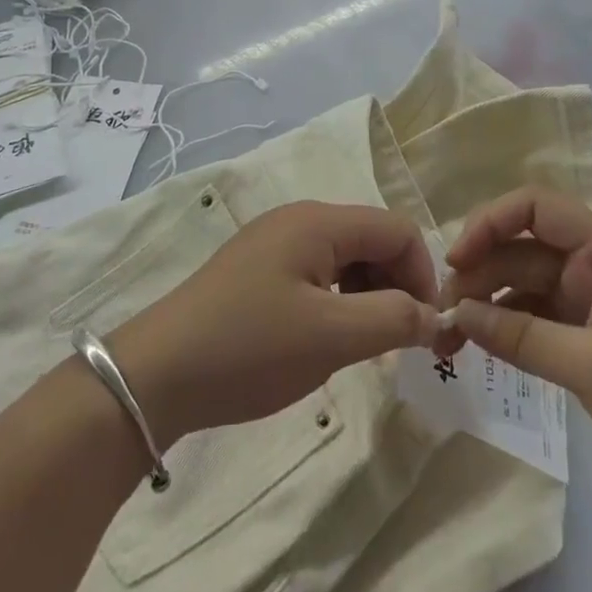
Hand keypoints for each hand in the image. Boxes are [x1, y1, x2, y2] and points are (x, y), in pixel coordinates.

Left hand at [111, 202, 440, 447]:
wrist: (158, 373)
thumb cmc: (251, 348)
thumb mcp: (332, 336)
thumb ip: (393, 319)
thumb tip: (433, 315)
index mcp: (318, 221)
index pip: (398, 229)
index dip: (422, 276)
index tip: (423, 330)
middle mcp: (298, 218)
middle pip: (372, 239)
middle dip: (396, 286)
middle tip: (396, 343)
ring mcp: (273, 241)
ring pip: (345, 257)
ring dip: (367, 296)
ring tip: (362, 345)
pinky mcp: (257, 268)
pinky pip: (316, 272)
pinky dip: (337, 301)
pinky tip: (326, 338)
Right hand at [434, 187, 591, 536]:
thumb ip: (523, 336)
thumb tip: (457, 314)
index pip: (537, 209)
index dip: (491, 222)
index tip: (455, 260)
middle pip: (520, 249)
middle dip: (477, 272)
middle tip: (440, 312)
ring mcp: (587, 307)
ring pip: (519, 286)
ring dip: (482, 303)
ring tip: (447, 336)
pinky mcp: (582, 343)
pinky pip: (528, 320)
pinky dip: (500, 329)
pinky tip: (474, 347)